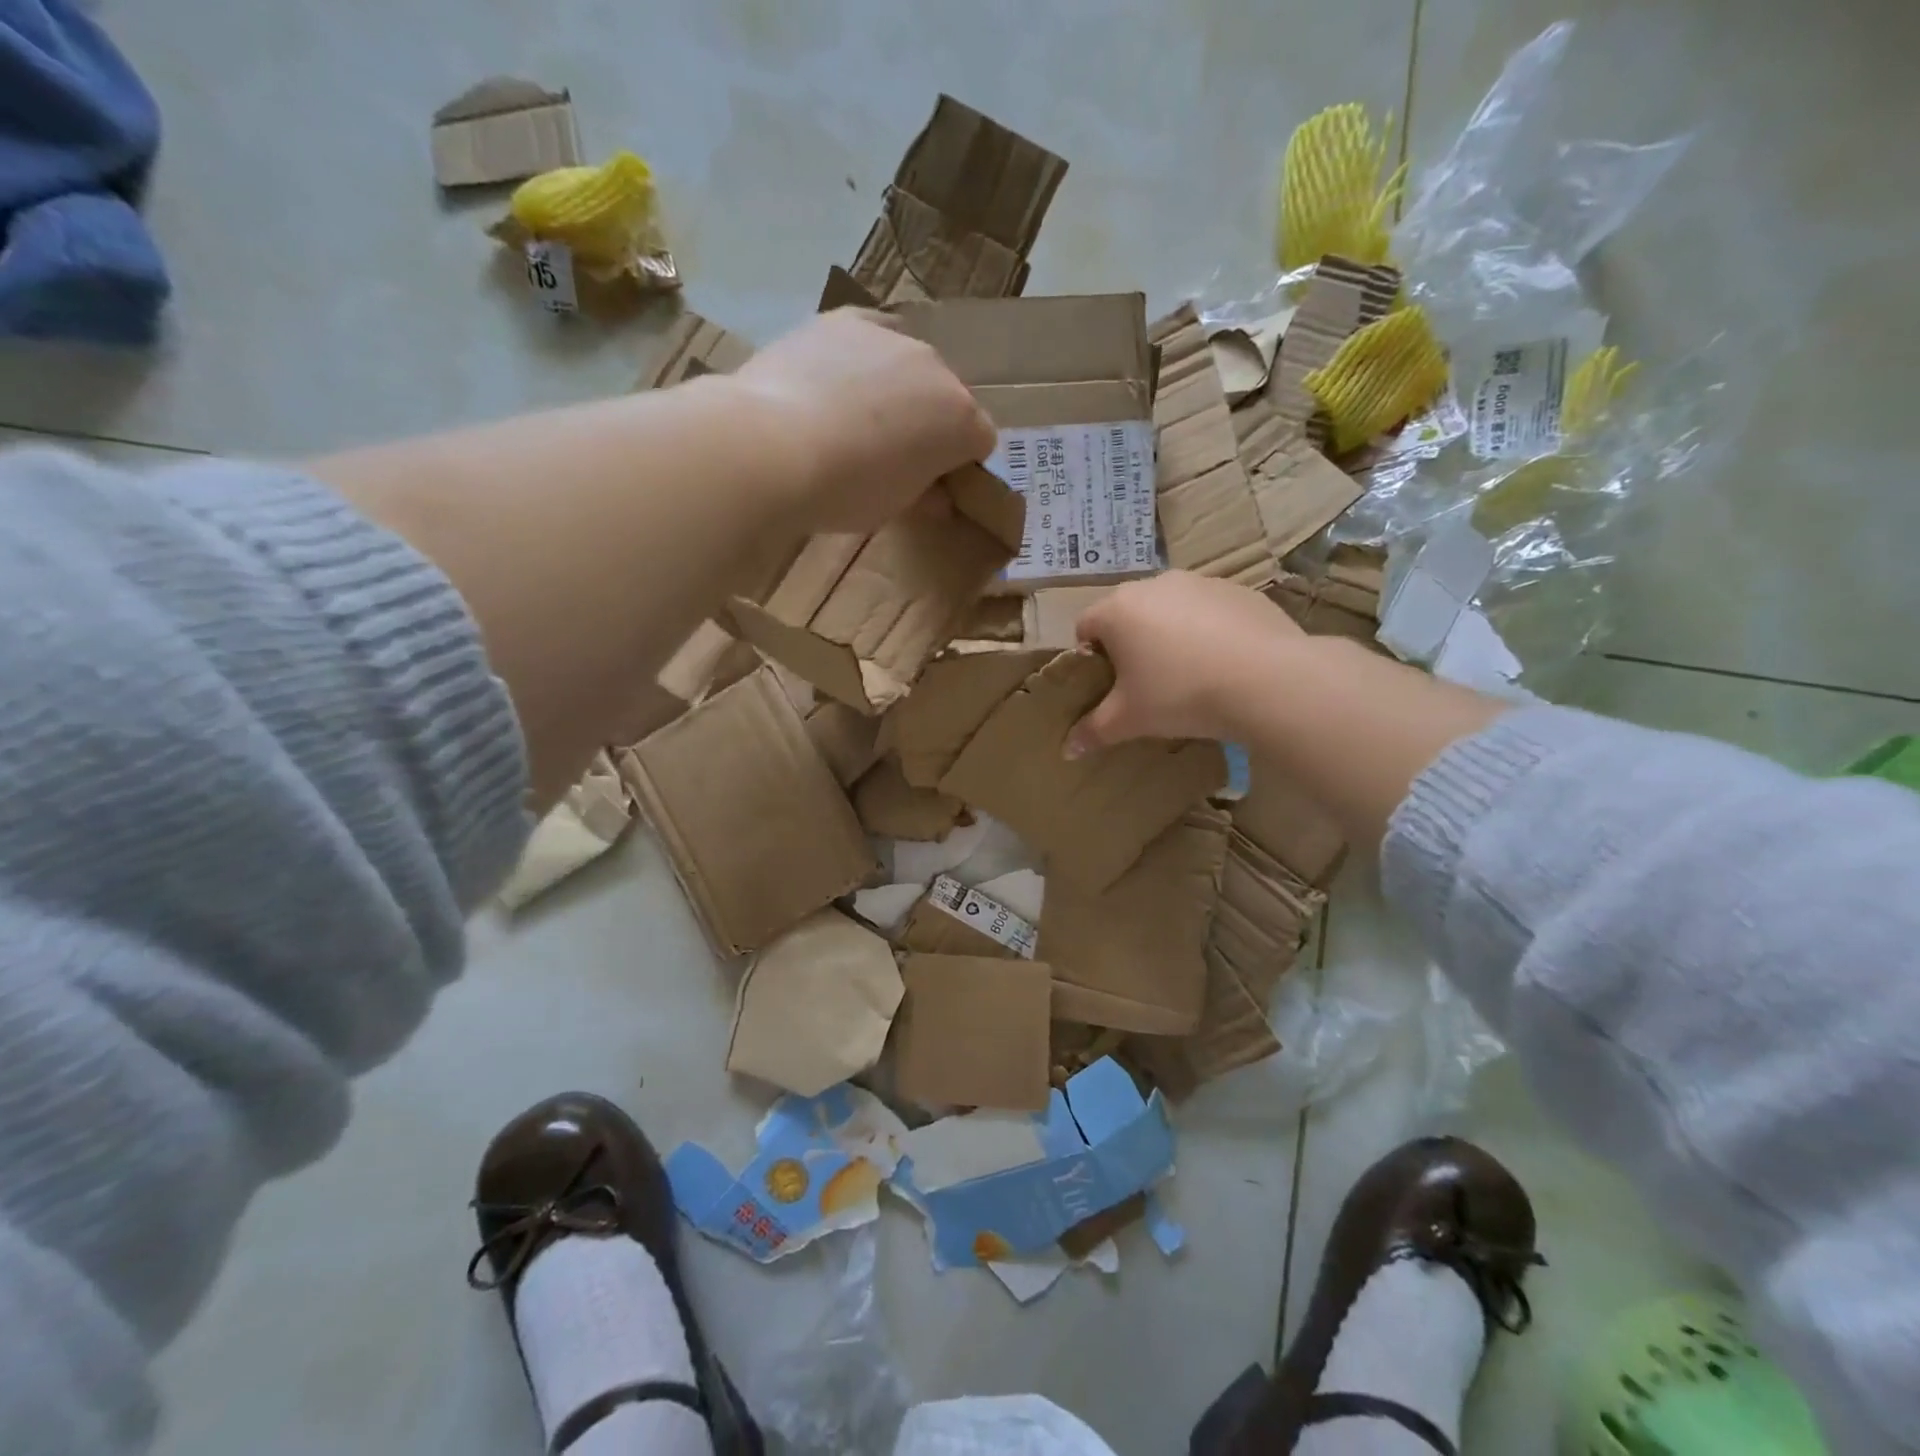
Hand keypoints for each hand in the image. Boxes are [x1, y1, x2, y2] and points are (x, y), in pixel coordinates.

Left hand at [734, 309, 996, 532]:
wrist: (773, 446)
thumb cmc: (846, 491)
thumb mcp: (895, 507)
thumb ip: (925, 496)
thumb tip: (936, 497)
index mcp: (961, 420)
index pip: (980, 441)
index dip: (958, 465)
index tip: (931, 484)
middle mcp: (937, 368)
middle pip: (947, 398)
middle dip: (929, 423)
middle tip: (889, 454)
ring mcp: (891, 336)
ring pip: (908, 366)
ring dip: (895, 389)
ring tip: (852, 418)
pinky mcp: (845, 318)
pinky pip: (868, 338)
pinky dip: (861, 359)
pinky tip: (832, 381)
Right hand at [1068, 572, 1306, 753]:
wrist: (1267, 680)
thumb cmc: (1180, 695)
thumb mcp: (1130, 720)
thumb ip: (1094, 731)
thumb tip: (1068, 750)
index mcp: (1117, 610)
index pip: (1085, 626)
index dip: (1090, 657)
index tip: (1108, 685)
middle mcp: (1153, 584)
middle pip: (1127, 613)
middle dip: (1130, 643)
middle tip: (1146, 683)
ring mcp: (1200, 582)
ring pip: (1170, 608)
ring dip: (1169, 634)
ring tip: (1189, 674)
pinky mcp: (1239, 590)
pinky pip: (1210, 610)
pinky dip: (1208, 630)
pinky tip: (1225, 663)